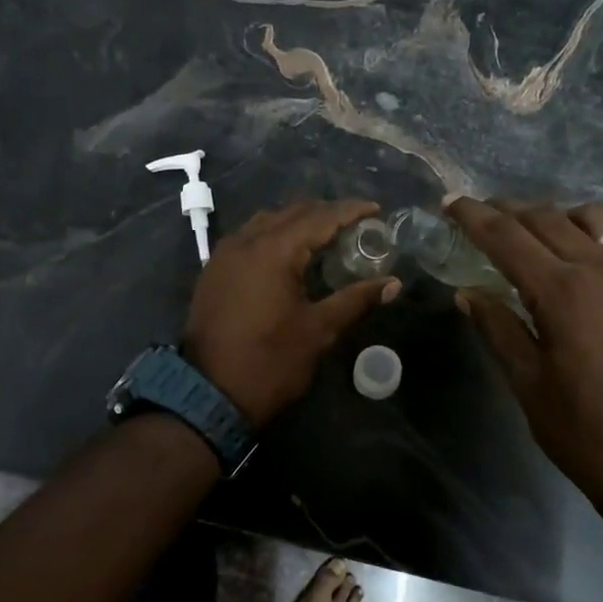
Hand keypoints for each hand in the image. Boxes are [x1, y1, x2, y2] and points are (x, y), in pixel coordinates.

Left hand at [183, 199, 400, 427]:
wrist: (210, 393)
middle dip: (324, 213)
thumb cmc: (270, 361)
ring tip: (324, 235)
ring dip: (296, 222)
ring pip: (266, 221)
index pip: (319, 217)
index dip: (349, 210)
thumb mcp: (318, 331)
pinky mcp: (213, 270)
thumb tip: (392, 284)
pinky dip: (272, 235)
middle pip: (291, 212)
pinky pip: (247, 237)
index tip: (375, 209)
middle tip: (354, 223)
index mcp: (274, 250)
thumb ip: (355, 300)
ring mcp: (224, 254)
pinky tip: (288, 253)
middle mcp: (246, 241)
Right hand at [446, 198, 602, 519]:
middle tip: (480, 214)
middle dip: (507, 210)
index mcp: (562, 291)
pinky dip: (588, 235)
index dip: (473, 216)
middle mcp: (601, 269)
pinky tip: (577, 259)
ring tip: (531, 232)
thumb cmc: (583, 430)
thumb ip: (497, 326)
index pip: (506, 236)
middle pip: (545, 217)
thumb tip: (467, 292)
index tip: (449, 202)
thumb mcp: (527, 381)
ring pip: (590, 219)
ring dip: (553, 216)